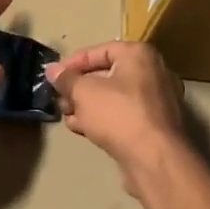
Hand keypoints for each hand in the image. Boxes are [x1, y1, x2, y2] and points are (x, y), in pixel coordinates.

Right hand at [47, 41, 189, 187]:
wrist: (154, 158)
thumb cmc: (118, 114)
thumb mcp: (83, 92)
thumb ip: (66, 79)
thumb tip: (52, 70)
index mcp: (139, 55)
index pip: (100, 50)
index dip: (74, 62)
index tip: (55, 76)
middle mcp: (153, 72)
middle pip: (107, 74)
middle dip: (79, 87)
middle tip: (60, 99)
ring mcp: (157, 100)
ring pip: (114, 97)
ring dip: (88, 105)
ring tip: (68, 116)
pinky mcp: (155, 125)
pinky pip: (124, 114)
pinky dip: (104, 118)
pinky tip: (84, 129)